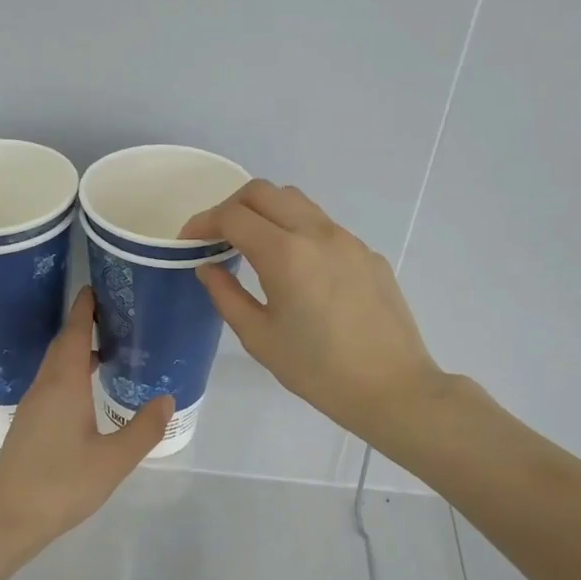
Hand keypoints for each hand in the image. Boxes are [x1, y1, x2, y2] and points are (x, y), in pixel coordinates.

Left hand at [0, 287, 172, 557]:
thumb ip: (143, 428)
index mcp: (64, 384)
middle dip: (83, 324)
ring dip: (77, 350)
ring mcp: (33, 407)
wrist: (7, 520)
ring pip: (55, 366)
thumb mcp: (113, 459)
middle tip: (112, 313)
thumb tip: (166, 398)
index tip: (97, 286)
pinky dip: (71, 373)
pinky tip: (87, 392)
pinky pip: (52, 384)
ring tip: (107, 349)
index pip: (74, 333)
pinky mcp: (29, 426)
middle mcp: (45, 387)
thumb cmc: (61, 484)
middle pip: (63, 345)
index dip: (85, 308)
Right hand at [180, 180, 449, 445]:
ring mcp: (347, 240)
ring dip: (266, 212)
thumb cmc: (317, 370)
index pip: (233, 216)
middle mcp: (317, 233)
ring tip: (252, 246)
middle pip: (264, 192)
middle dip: (231, 206)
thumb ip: (226, 295)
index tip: (188, 241)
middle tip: (216, 237)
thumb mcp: (260, 337)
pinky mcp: (366, 253)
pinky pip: (322, 226)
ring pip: (297, 202)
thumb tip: (207, 267)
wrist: (392, 387)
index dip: (203, 222)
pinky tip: (296, 270)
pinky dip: (296, 231)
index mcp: (285, 254)